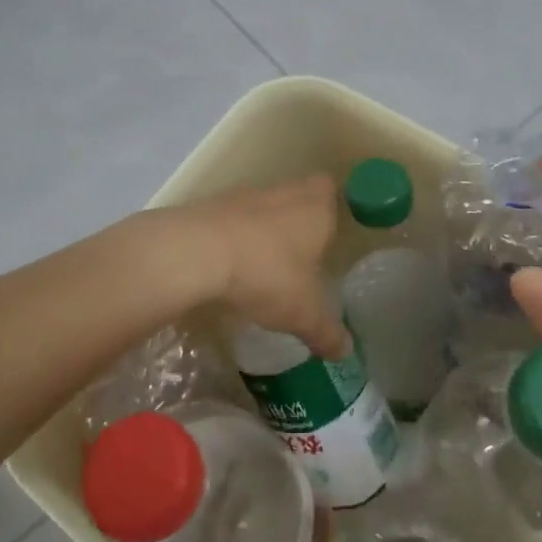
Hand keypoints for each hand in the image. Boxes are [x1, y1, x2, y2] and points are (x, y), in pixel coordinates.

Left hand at [158, 176, 347, 358]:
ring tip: (266, 265)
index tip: (330, 232)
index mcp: (316, 207)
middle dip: (300, 222)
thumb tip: (345, 351)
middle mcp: (284, 192)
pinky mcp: (212, 206)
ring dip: (266, 229)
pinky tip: (232, 265)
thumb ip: (326, 331)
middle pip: (298, 195)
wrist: (196, 252)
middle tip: (303, 255)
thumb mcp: (303, 312)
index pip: (331, 189)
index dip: (332, 206)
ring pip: (264, 206)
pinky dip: (236, 237)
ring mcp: (245, 195)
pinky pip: (233, 219)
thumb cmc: (266, 273)